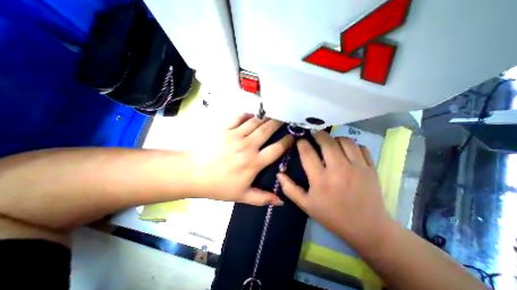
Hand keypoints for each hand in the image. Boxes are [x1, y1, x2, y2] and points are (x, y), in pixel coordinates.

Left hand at [188, 113, 291, 205]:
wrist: (192, 173)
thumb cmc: (218, 186)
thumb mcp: (241, 196)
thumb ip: (262, 198)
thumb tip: (280, 201)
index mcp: (254, 162)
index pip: (277, 149)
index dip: (287, 141)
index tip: (293, 136)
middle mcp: (248, 145)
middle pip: (268, 129)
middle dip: (279, 123)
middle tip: (284, 118)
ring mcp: (235, 135)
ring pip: (255, 121)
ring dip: (265, 117)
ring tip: (271, 115)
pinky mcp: (224, 128)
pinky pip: (238, 116)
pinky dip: (247, 114)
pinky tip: (251, 115)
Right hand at [279, 132, 391, 246]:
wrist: (366, 228)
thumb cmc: (332, 216)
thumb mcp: (306, 205)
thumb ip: (290, 189)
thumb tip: (279, 174)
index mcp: (320, 179)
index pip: (307, 153)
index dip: (302, 143)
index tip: (299, 139)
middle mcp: (338, 170)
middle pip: (327, 142)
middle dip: (318, 134)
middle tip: (314, 134)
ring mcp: (357, 168)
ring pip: (345, 141)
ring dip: (335, 138)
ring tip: (330, 142)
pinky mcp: (371, 168)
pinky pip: (361, 147)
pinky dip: (352, 145)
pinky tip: (347, 150)